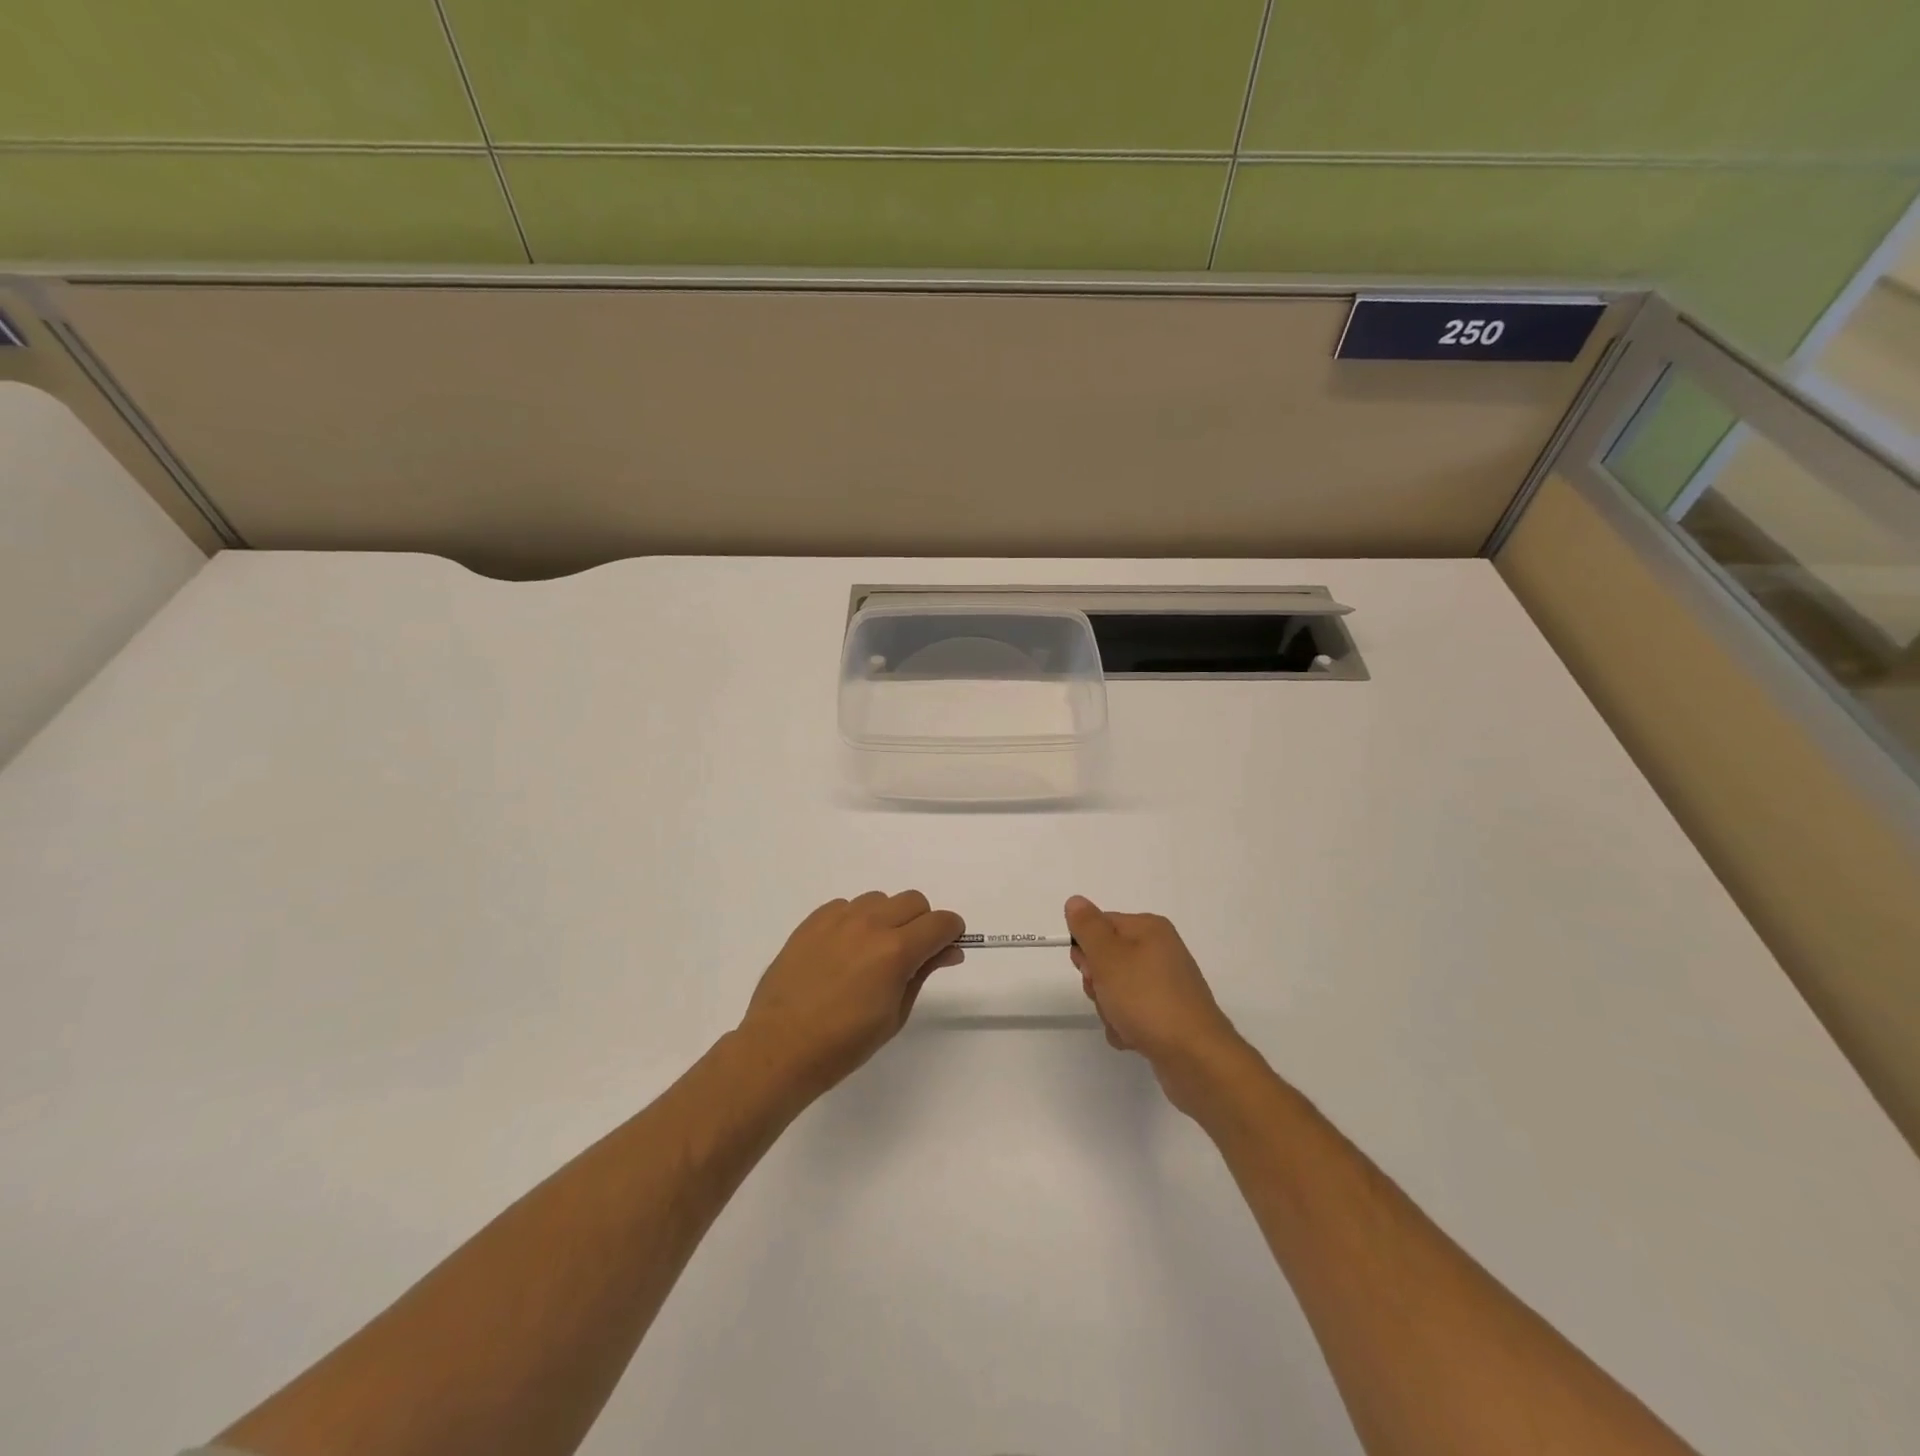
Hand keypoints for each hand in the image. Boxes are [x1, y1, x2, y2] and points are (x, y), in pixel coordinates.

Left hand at [739, 891, 965, 1097]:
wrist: (780, 1047)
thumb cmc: (844, 1043)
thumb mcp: (894, 1014)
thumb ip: (922, 973)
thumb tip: (948, 950)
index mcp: (895, 951)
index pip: (940, 922)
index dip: (952, 932)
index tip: (948, 947)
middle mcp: (870, 924)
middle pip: (914, 901)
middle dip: (922, 923)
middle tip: (911, 955)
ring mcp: (838, 919)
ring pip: (880, 899)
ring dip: (887, 919)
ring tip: (872, 952)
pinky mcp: (813, 921)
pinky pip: (846, 906)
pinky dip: (856, 920)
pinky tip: (844, 951)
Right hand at [1066, 896, 1246, 1111]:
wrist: (1195, 1057)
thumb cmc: (1147, 999)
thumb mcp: (1109, 957)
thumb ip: (1088, 927)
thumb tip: (1076, 901)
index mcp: (1149, 929)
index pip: (1100, 925)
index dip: (1086, 948)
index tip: (1089, 969)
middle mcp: (1160, 951)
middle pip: (1106, 959)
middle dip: (1098, 982)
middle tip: (1107, 995)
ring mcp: (1165, 985)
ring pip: (1115, 990)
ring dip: (1109, 1009)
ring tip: (1124, 1022)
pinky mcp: (1167, 1015)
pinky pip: (1131, 1014)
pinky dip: (1125, 1027)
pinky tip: (1134, 1039)